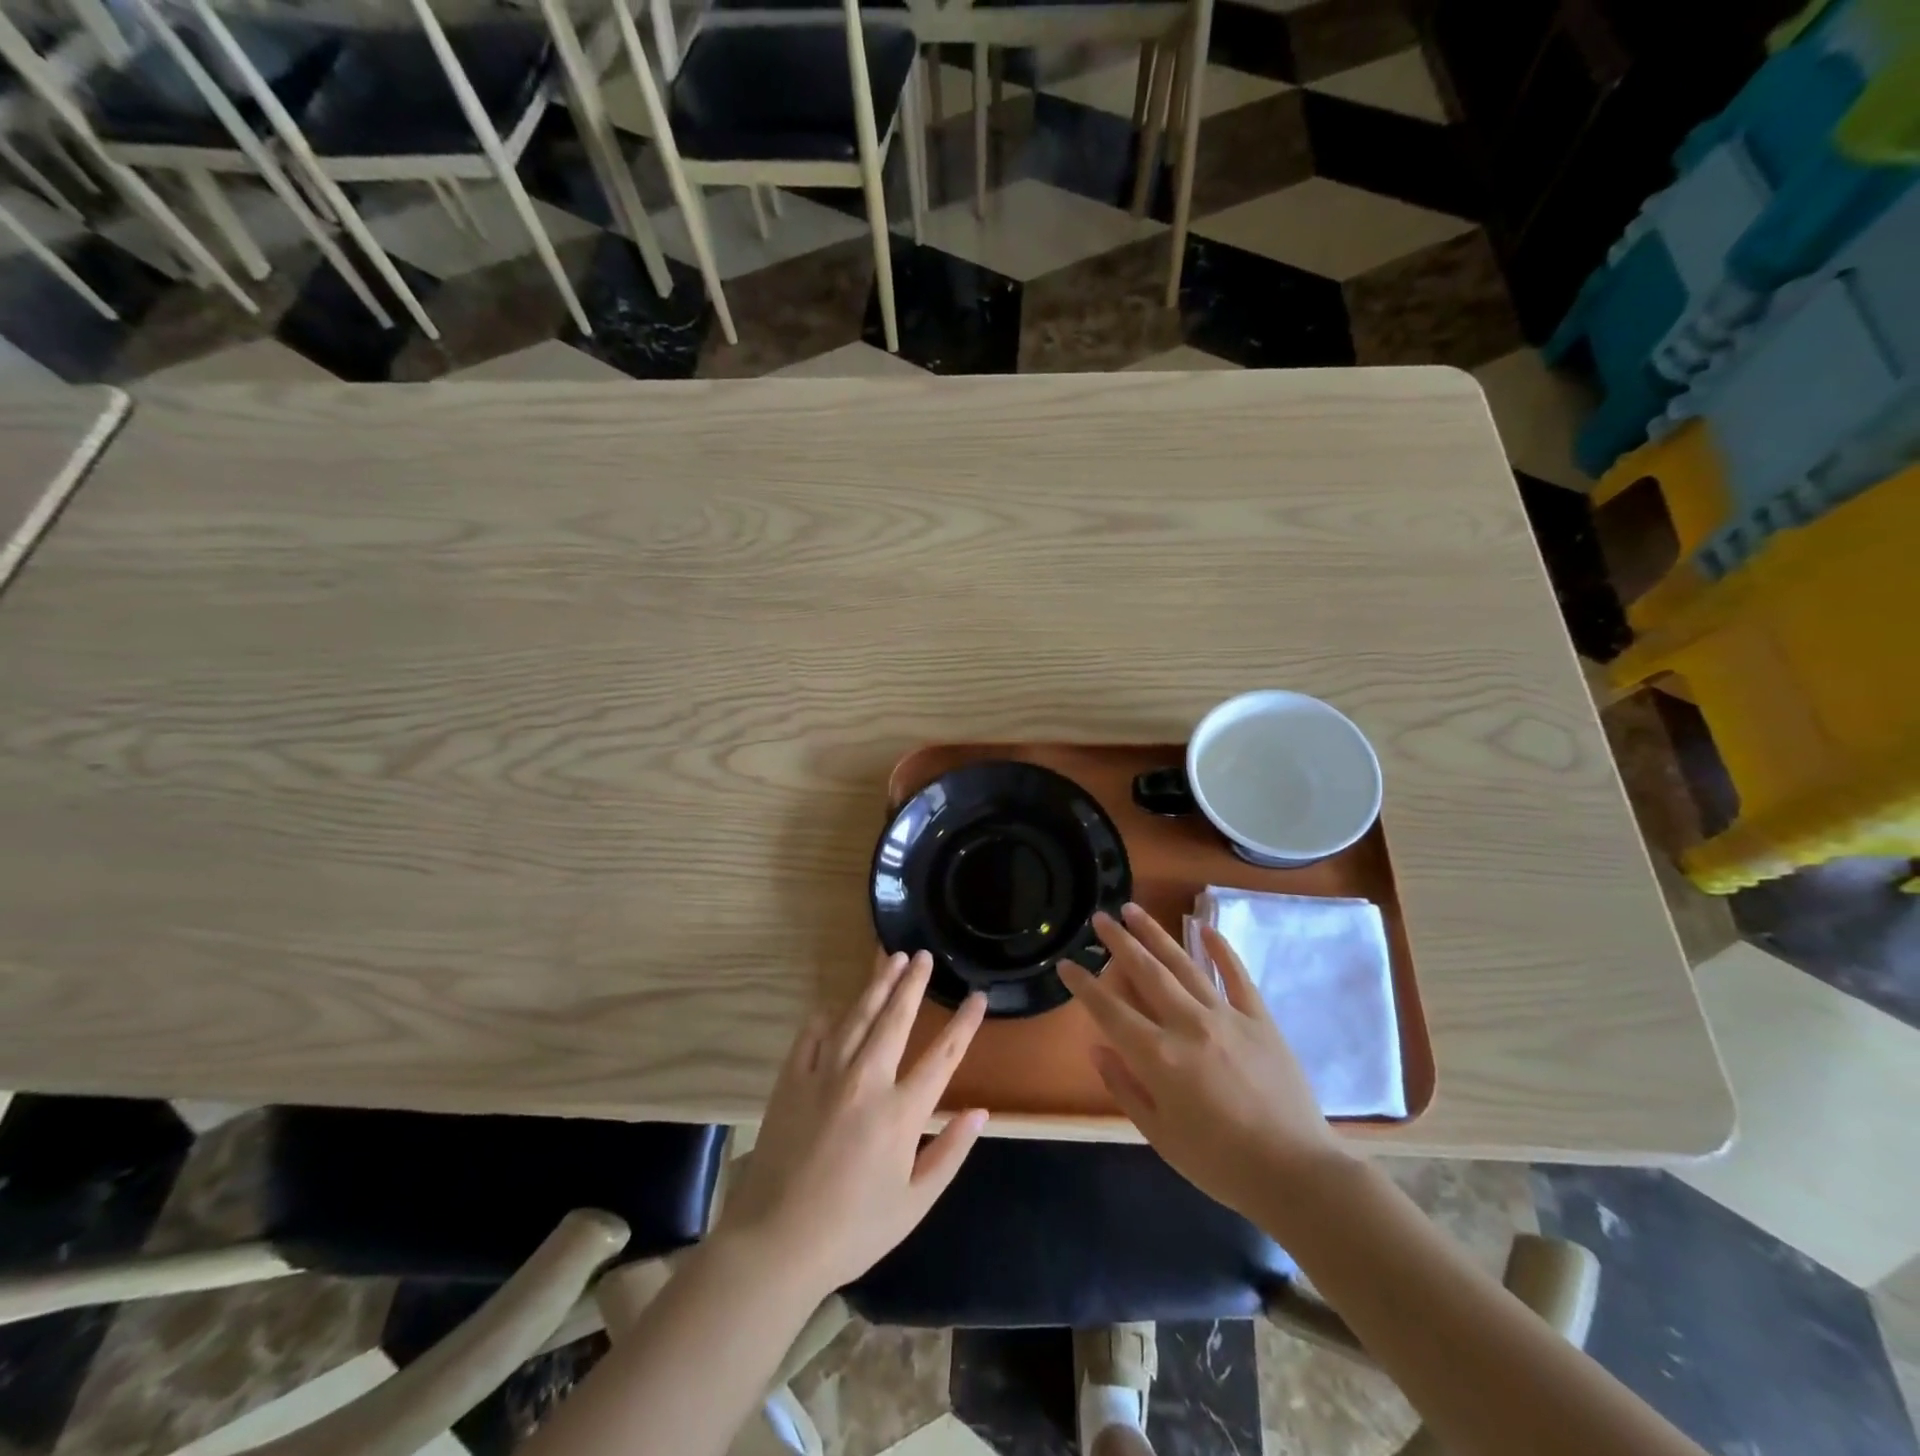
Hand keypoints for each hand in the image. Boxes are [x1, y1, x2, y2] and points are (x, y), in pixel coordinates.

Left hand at [715, 951, 988, 1297]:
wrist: (775, 1243)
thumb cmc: (853, 1230)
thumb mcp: (914, 1203)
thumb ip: (950, 1153)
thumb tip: (980, 1112)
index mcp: (901, 1113)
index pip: (943, 1055)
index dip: (965, 1023)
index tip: (978, 996)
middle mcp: (866, 1081)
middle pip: (896, 1019)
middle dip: (913, 983)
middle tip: (924, 956)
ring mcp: (825, 1075)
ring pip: (857, 1016)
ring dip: (876, 985)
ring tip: (891, 958)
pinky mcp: (792, 1080)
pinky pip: (812, 1035)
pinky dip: (826, 1017)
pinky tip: (834, 1005)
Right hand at [1058, 904, 1349, 1219]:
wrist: (1297, 1174)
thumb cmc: (1220, 1163)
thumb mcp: (1160, 1136)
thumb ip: (1124, 1088)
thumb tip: (1096, 1049)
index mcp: (1158, 1056)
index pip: (1110, 1011)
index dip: (1083, 986)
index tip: (1066, 964)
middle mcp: (1188, 1024)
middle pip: (1146, 972)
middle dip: (1118, 942)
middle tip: (1099, 917)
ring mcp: (1226, 1016)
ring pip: (1184, 964)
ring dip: (1156, 934)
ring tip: (1134, 909)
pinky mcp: (1259, 1019)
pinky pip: (1236, 975)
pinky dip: (1220, 949)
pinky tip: (1203, 927)